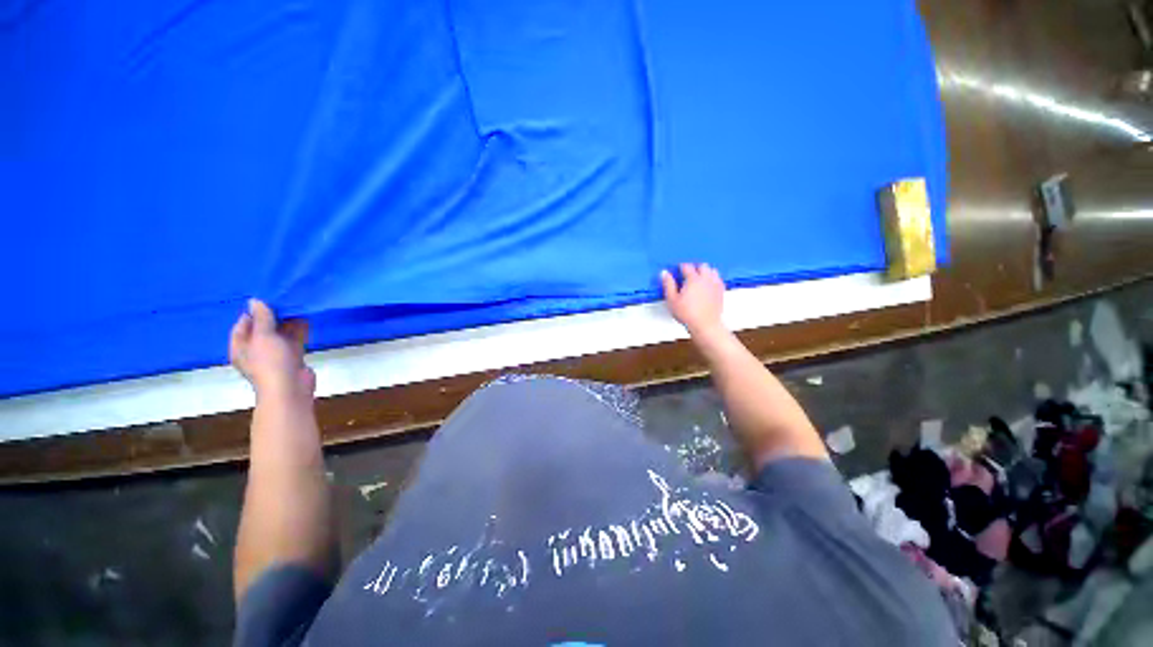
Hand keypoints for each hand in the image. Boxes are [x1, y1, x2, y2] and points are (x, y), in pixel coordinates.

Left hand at [229, 299, 314, 402]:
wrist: (290, 388)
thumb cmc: (270, 362)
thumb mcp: (263, 337)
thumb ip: (261, 318)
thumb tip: (255, 301)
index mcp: (241, 348)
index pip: (242, 326)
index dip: (252, 313)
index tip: (266, 300)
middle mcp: (256, 351)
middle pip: (262, 329)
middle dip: (272, 316)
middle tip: (284, 300)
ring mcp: (275, 355)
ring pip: (280, 334)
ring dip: (287, 322)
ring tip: (297, 306)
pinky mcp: (292, 358)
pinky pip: (294, 340)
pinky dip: (299, 330)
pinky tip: (306, 318)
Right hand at [661, 263, 725, 336]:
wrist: (705, 325)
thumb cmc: (687, 314)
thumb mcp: (672, 299)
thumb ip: (668, 284)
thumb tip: (665, 274)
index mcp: (693, 279)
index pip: (687, 266)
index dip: (681, 267)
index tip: (678, 269)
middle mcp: (706, 279)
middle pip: (702, 266)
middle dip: (695, 267)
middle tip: (688, 273)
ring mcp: (715, 285)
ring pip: (712, 271)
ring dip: (705, 272)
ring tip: (699, 278)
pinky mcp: (721, 292)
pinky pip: (718, 279)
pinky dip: (713, 279)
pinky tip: (708, 285)